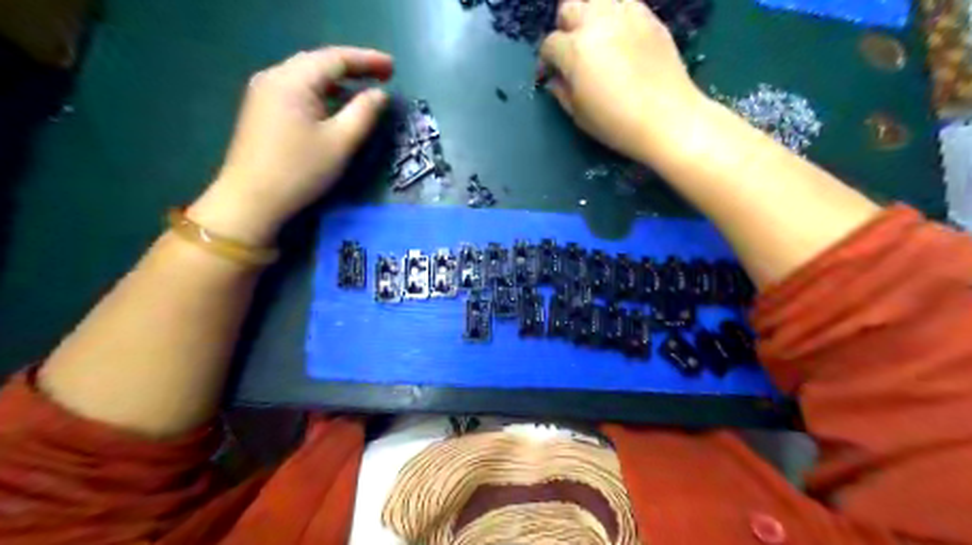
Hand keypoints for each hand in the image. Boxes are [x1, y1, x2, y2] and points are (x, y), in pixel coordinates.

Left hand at [188, 46, 392, 245]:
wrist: (251, 200)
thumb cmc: (300, 171)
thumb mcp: (340, 142)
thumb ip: (364, 113)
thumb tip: (380, 94)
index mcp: (293, 80)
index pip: (335, 58)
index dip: (367, 60)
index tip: (394, 68)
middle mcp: (274, 77)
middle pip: (319, 62)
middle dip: (352, 67)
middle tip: (382, 75)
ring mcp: (263, 93)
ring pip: (307, 76)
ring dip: (337, 81)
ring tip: (363, 89)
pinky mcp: (261, 110)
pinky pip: (297, 90)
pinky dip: (321, 93)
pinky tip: (334, 105)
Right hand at [539, 0, 707, 163]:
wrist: (667, 118)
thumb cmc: (617, 123)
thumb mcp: (578, 115)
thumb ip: (562, 91)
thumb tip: (556, 79)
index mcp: (575, 50)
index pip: (550, 44)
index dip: (546, 60)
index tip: (551, 74)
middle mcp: (596, 23)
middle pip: (569, 8)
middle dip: (565, 29)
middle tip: (572, 52)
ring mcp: (625, 15)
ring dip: (590, 15)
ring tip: (596, 38)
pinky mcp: (649, 17)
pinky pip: (625, 4)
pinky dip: (616, 15)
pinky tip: (620, 36)